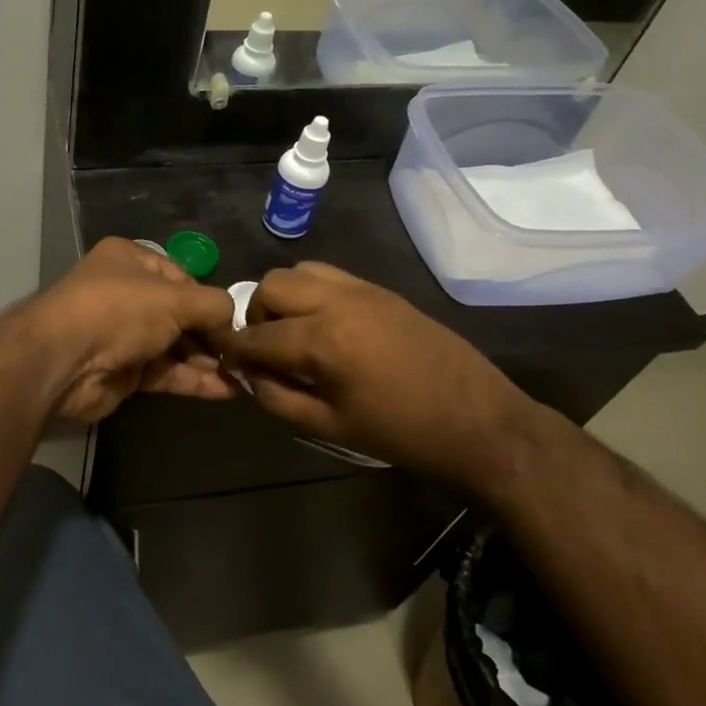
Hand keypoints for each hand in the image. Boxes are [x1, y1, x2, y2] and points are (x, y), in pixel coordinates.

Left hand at [22, 238, 238, 424]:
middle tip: (244, 354)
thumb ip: (213, 305)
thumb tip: (234, 321)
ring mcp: (123, 334)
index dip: (209, 299)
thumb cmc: (119, 312)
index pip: (182, 277)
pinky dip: (194, 379)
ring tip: (245, 375)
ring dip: (207, 361)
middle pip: (180, 313)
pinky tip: (227, 390)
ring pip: (175, 345)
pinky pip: (166, 372)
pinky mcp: (124, 370)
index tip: (236, 323)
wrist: (62, 362)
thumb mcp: (174, 298)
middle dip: (212, 334)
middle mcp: (126, 292)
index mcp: (130, 260)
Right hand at [218, 262, 542, 491]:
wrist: (479, 421)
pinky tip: (324, 327)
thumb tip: (250, 375)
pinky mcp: (382, 290)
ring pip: (300, 271)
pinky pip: (331, 276)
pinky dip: (312, 293)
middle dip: (257, 315)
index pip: (257, 335)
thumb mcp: (330, 427)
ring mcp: (363, 290)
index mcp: (323, 340)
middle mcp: (338, 301)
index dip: (235, 350)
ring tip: (294, 333)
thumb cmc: (402, 433)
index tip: (226, 362)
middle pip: (272, 286)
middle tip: (265, 348)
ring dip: (284, 298)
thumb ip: (279, 398)